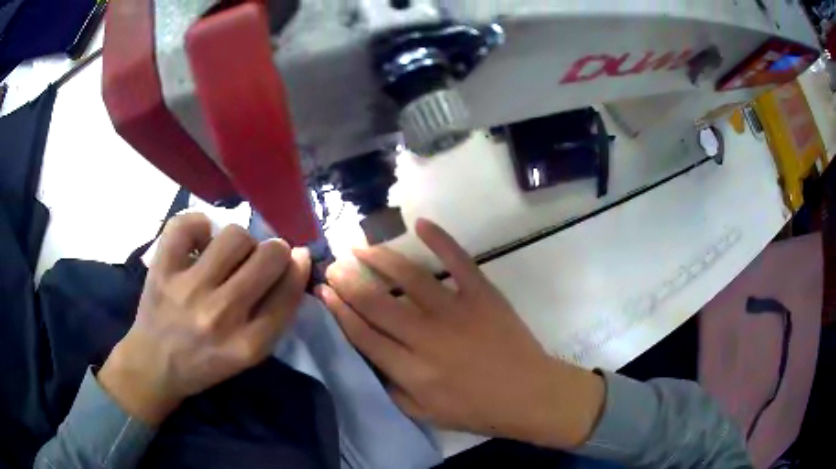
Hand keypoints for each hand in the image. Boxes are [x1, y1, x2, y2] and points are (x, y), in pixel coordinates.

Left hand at [99, 213, 310, 424]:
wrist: (154, 365)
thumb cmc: (205, 363)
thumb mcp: (248, 354)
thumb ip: (273, 314)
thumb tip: (296, 261)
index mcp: (247, 345)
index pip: (289, 291)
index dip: (297, 267)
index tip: (296, 257)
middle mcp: (220, 315)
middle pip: (268, 256)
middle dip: (273, 251)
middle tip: (260, 258)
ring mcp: (188, 289)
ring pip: (234, 235)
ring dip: (239, 241)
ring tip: (228, 254)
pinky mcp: (162, 270)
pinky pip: (187, 224)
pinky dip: (199, 225)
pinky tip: (201, 241)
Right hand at [318, 219, 603, 449]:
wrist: (529, 395)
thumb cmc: (477, 410)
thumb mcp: (426, 414)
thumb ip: (393, 388)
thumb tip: (371, 358)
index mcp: (411, 370)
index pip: (363, 333)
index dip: (339, 310)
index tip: (323, 291)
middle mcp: (427, 337)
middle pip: (376, 302)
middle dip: (348, 280)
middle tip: (334, 265)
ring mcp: (456, 311)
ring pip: (409, 276)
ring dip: (379, 257)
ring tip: (361, 247)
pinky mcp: (483, 294)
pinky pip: (458, 261)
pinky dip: (440, 239)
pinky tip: (420, 224)